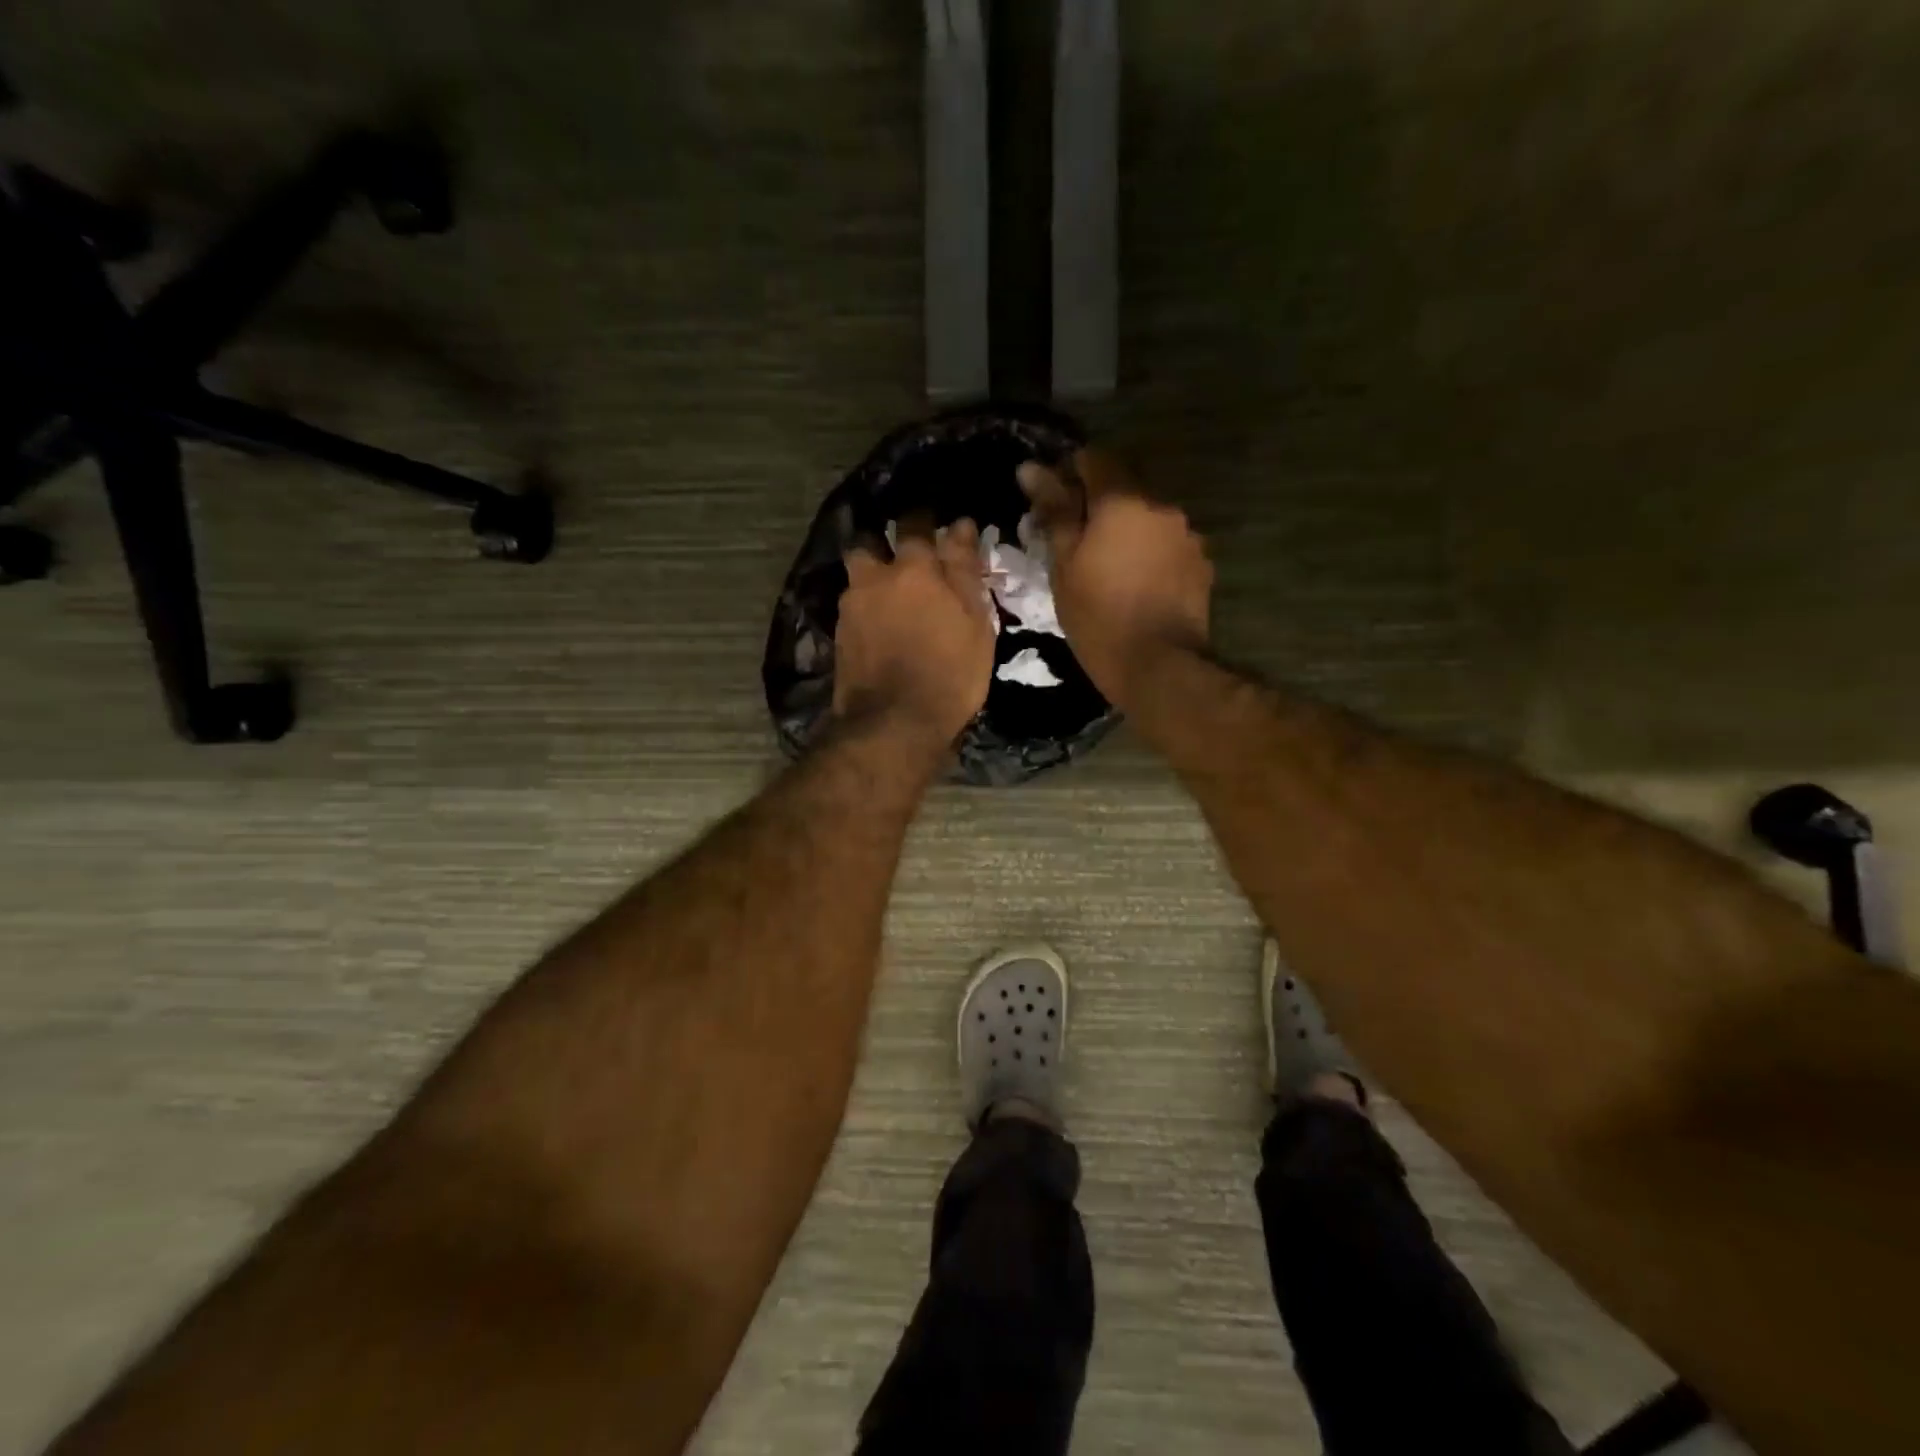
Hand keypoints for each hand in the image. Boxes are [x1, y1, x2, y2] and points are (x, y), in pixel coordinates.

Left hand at [833, 516, 995, 749]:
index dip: (925, 518)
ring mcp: (850, 608)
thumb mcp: (974, 622)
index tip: (938, 525)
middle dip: (880, 544)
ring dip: (870, 579)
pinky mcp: (838, 638)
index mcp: (912, 569)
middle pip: (868, 544)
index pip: (915, 523)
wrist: (895, 724)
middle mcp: (873, 579)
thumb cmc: (949, 672)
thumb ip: (964, 570)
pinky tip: (878, 628)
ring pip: (856, 577)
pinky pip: (851, 609)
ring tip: (888, 597)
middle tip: (902, 561)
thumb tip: (959, 525)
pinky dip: (865, 610)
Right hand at [1018, 448, 1213, 709]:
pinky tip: (1137, 583)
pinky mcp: (1201, 563)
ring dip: (1128, 530)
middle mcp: (1161, 505)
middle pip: (1124, 489)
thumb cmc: (1097, 615)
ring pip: (1148, 518)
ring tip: (1109, 567)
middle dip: (1099, 506)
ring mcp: (1187, 534)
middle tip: (1076, 540)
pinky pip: (1168, 544)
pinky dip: (1150, 553)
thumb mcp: (1064, 564)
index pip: (1094, 458)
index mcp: (1122, 500)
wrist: (1157, 664)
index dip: (1070, 471)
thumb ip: (1053, 511)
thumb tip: (1031, 468)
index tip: (1053, 500)